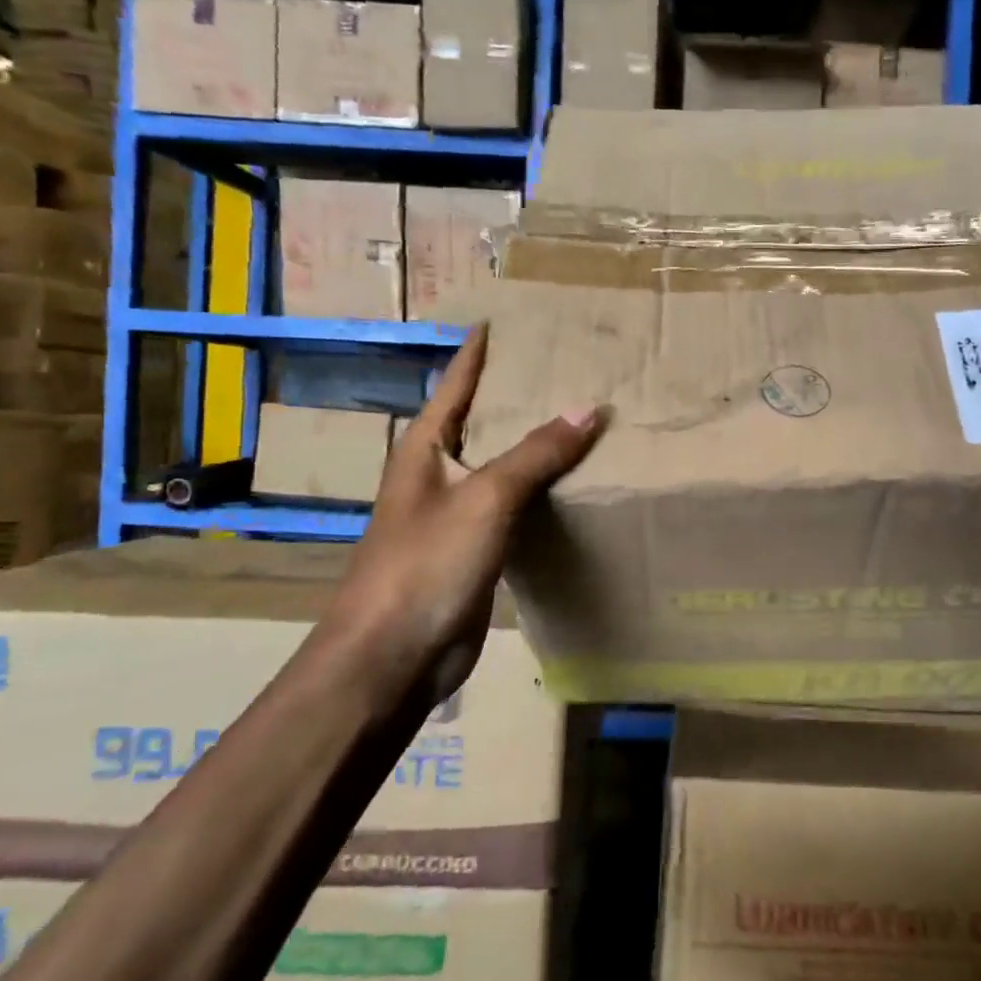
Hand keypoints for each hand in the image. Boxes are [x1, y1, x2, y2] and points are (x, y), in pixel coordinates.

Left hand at [324, 325, 603, 706]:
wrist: (391, 659)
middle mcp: (436, 476)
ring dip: (534, 448)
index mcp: (424, 450)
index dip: (478, 354)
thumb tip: (589, 409)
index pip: (455, 386)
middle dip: (517, 398)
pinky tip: (571, 487)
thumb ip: (536, 454)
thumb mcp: (485, 499)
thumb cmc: (426, 565)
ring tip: (581, 420)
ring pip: (501, 469)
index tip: (502, 321)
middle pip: (480, 424)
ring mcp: (453, 518)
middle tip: (567, 369)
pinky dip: (539, 494)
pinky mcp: (473, 554)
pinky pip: (512, 510)